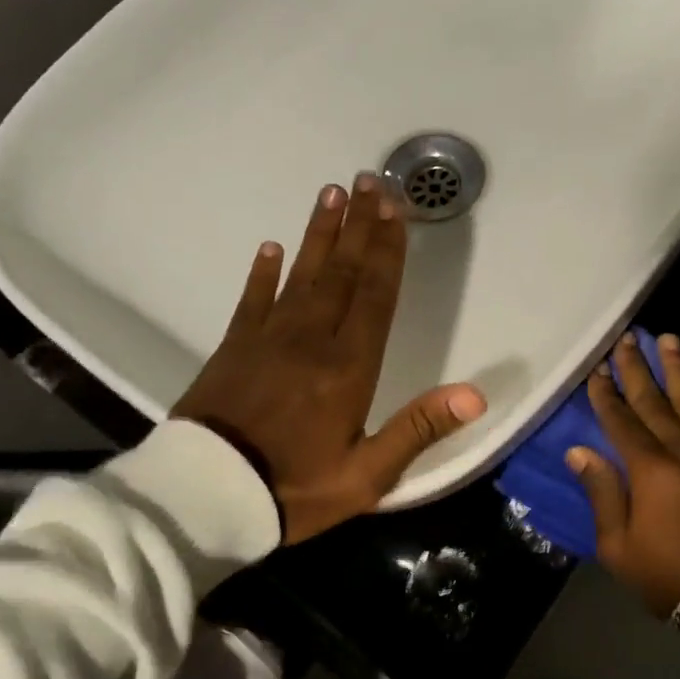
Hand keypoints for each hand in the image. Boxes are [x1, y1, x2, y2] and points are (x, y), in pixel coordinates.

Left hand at [172, 174, 486, 543]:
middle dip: (359, 226)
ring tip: (331, 194)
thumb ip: (418, 430)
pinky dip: (262, 272)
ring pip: (301, 275)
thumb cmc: (294, 490)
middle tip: (368, 181)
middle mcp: (312, 339)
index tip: (394, 210)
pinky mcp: (233, 348)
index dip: (388, 251)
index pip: (375, 295)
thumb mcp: (367, 476)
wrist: (204, 497)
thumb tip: (474, 395)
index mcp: (349, 367)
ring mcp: (268, 339)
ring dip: (319, 235)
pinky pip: (252, 299)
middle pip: (342, 273)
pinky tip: (270, 247)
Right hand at [567, 332, 679, 617]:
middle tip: (627, 339)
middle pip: (656, 404)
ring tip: (668, 341)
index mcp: (650, 471)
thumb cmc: (663, 573)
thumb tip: (579, 451)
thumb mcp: (616, 543)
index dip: (607, 395)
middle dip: (638, 370)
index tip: (597, 369)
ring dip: (678, 372)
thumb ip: (601, 492)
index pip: (623, 422)